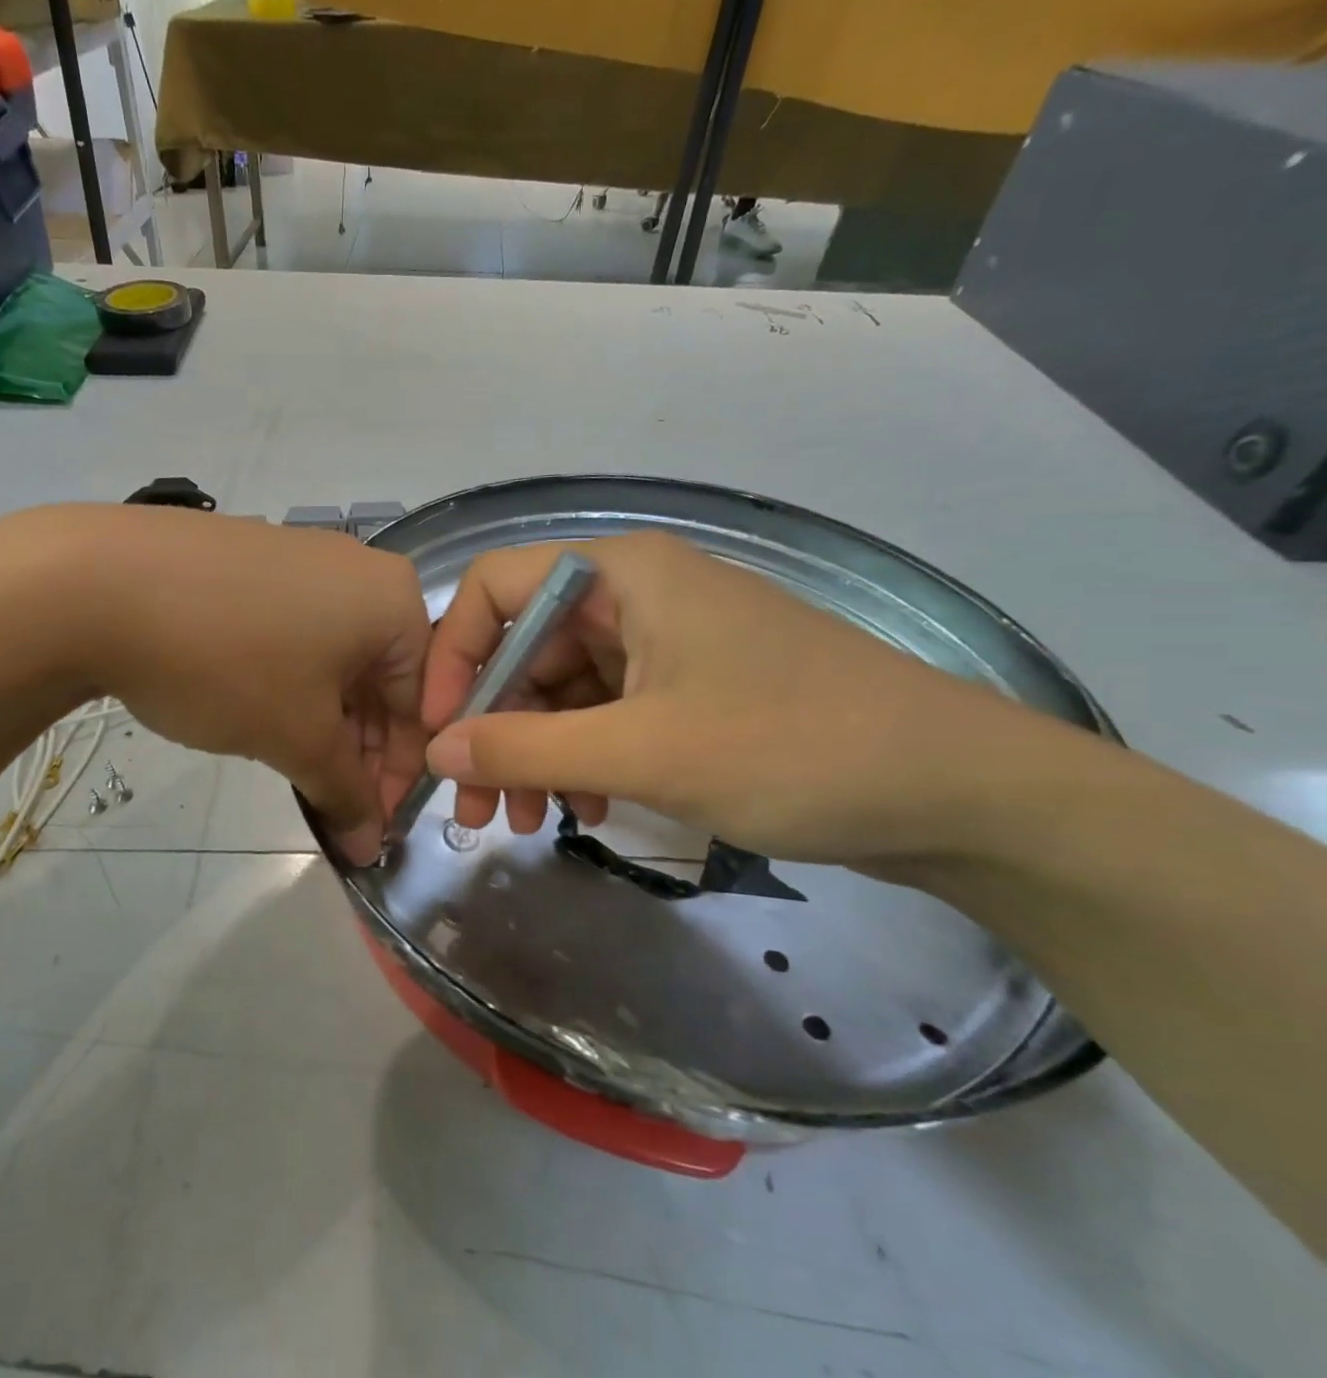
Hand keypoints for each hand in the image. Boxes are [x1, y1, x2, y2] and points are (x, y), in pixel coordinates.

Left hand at [64, 508, 430, 864]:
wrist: (96, 582)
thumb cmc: (228, 661)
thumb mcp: (296, 737)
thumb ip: (346, 793)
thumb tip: (370, 845)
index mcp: (394, 600)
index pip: (421, 703)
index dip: (398, 774)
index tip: (370, 826)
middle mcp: (359, 569)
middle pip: (380, 678)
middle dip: (358, 750)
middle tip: (331, 805)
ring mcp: (302, 558)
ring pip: (335, 658)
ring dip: (324, 722)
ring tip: (294, 768)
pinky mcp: (253, 560)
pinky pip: (295, 632)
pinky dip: (291, 683)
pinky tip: (259, 713)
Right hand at [419, 531, 1055, 866]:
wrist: (957, 792)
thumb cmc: (793, 747)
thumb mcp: (643, 751)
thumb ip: (526, 748)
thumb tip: (437, 751)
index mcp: (619, 573)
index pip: (494, 588)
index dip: (452, 657)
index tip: (439, 732)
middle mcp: (635, 593)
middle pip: (527, 647)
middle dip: (494, 726)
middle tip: (476, 808)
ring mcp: (666, 641)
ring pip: (565, 689)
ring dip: (537, 753)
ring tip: (528, 821)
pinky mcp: (692, 686)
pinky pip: (609, 713)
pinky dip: (586, 759)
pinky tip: (591, 809)